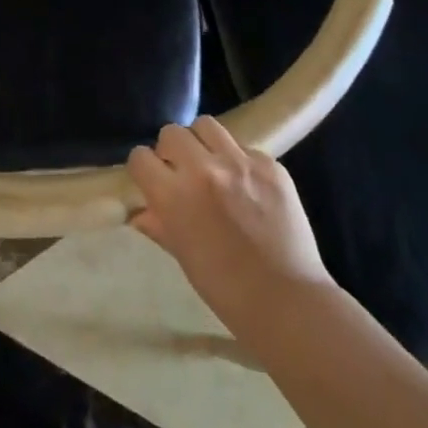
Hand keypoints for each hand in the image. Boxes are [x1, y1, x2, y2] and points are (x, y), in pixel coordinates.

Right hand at [128, 118, 333, 330]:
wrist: (287, 301)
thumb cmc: (225, 288)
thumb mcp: (182, 255)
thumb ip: (159, 224)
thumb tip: (139, 211)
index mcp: (174, 195)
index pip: (140, 157)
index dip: (144, 168)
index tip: (152, 179)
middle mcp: (203, 169)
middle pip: (172, 133)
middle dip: (171, 150)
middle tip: (182, 171)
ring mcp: (240, 163)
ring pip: (207, 126)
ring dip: (202, 143)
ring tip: (212, 165)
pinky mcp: (270, 165)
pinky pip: (244, 147)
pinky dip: (239, 160)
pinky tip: (247, 185)